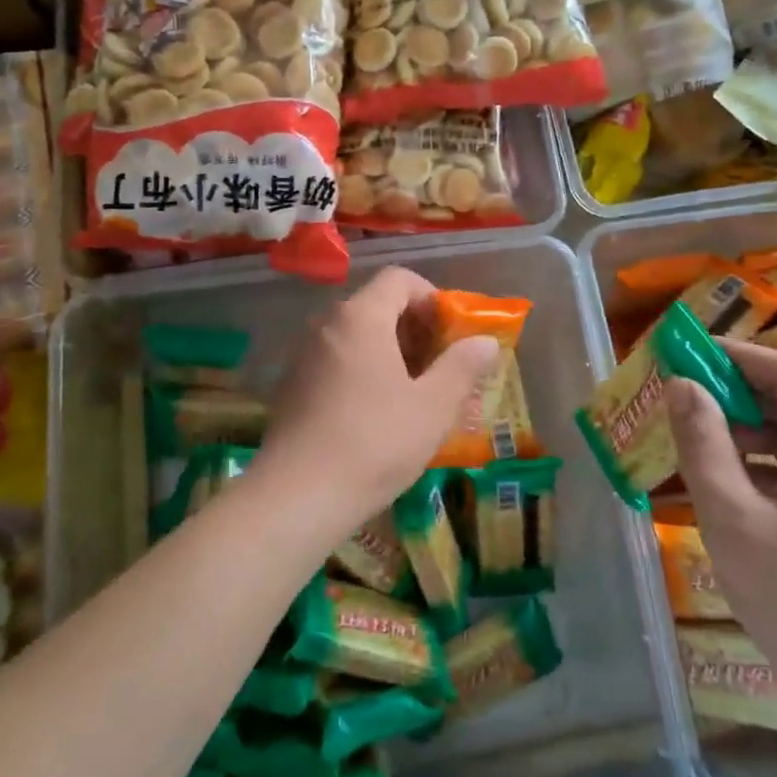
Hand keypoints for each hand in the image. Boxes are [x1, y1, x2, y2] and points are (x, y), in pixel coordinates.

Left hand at [258, 267, 499, 532]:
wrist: (297, 497)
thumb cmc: (375, 443)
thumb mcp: (433, 407)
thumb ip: (462, 366)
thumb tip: (485, 341)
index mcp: (361, 316)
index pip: (400, 279)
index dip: (432, 298)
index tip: (452, 335)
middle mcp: (327, 323)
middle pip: (377, 305)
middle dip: (414, 329)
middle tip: (440, 368)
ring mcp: (303, 353)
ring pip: (356, 335)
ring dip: (389, 352)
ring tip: (413, 393)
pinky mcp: (291, 384)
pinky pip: (335, 359)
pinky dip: (362, 370)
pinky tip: (375, 413)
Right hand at [666, 341, 776, 737]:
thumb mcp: (734, 520)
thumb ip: (704, 445)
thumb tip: (681, 385)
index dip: (740, 355)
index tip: (688, 351)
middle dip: (738, 390)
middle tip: (683, 393)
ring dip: (747, 428)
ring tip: (695, 438)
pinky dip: (763, 463)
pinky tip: (725, 481)